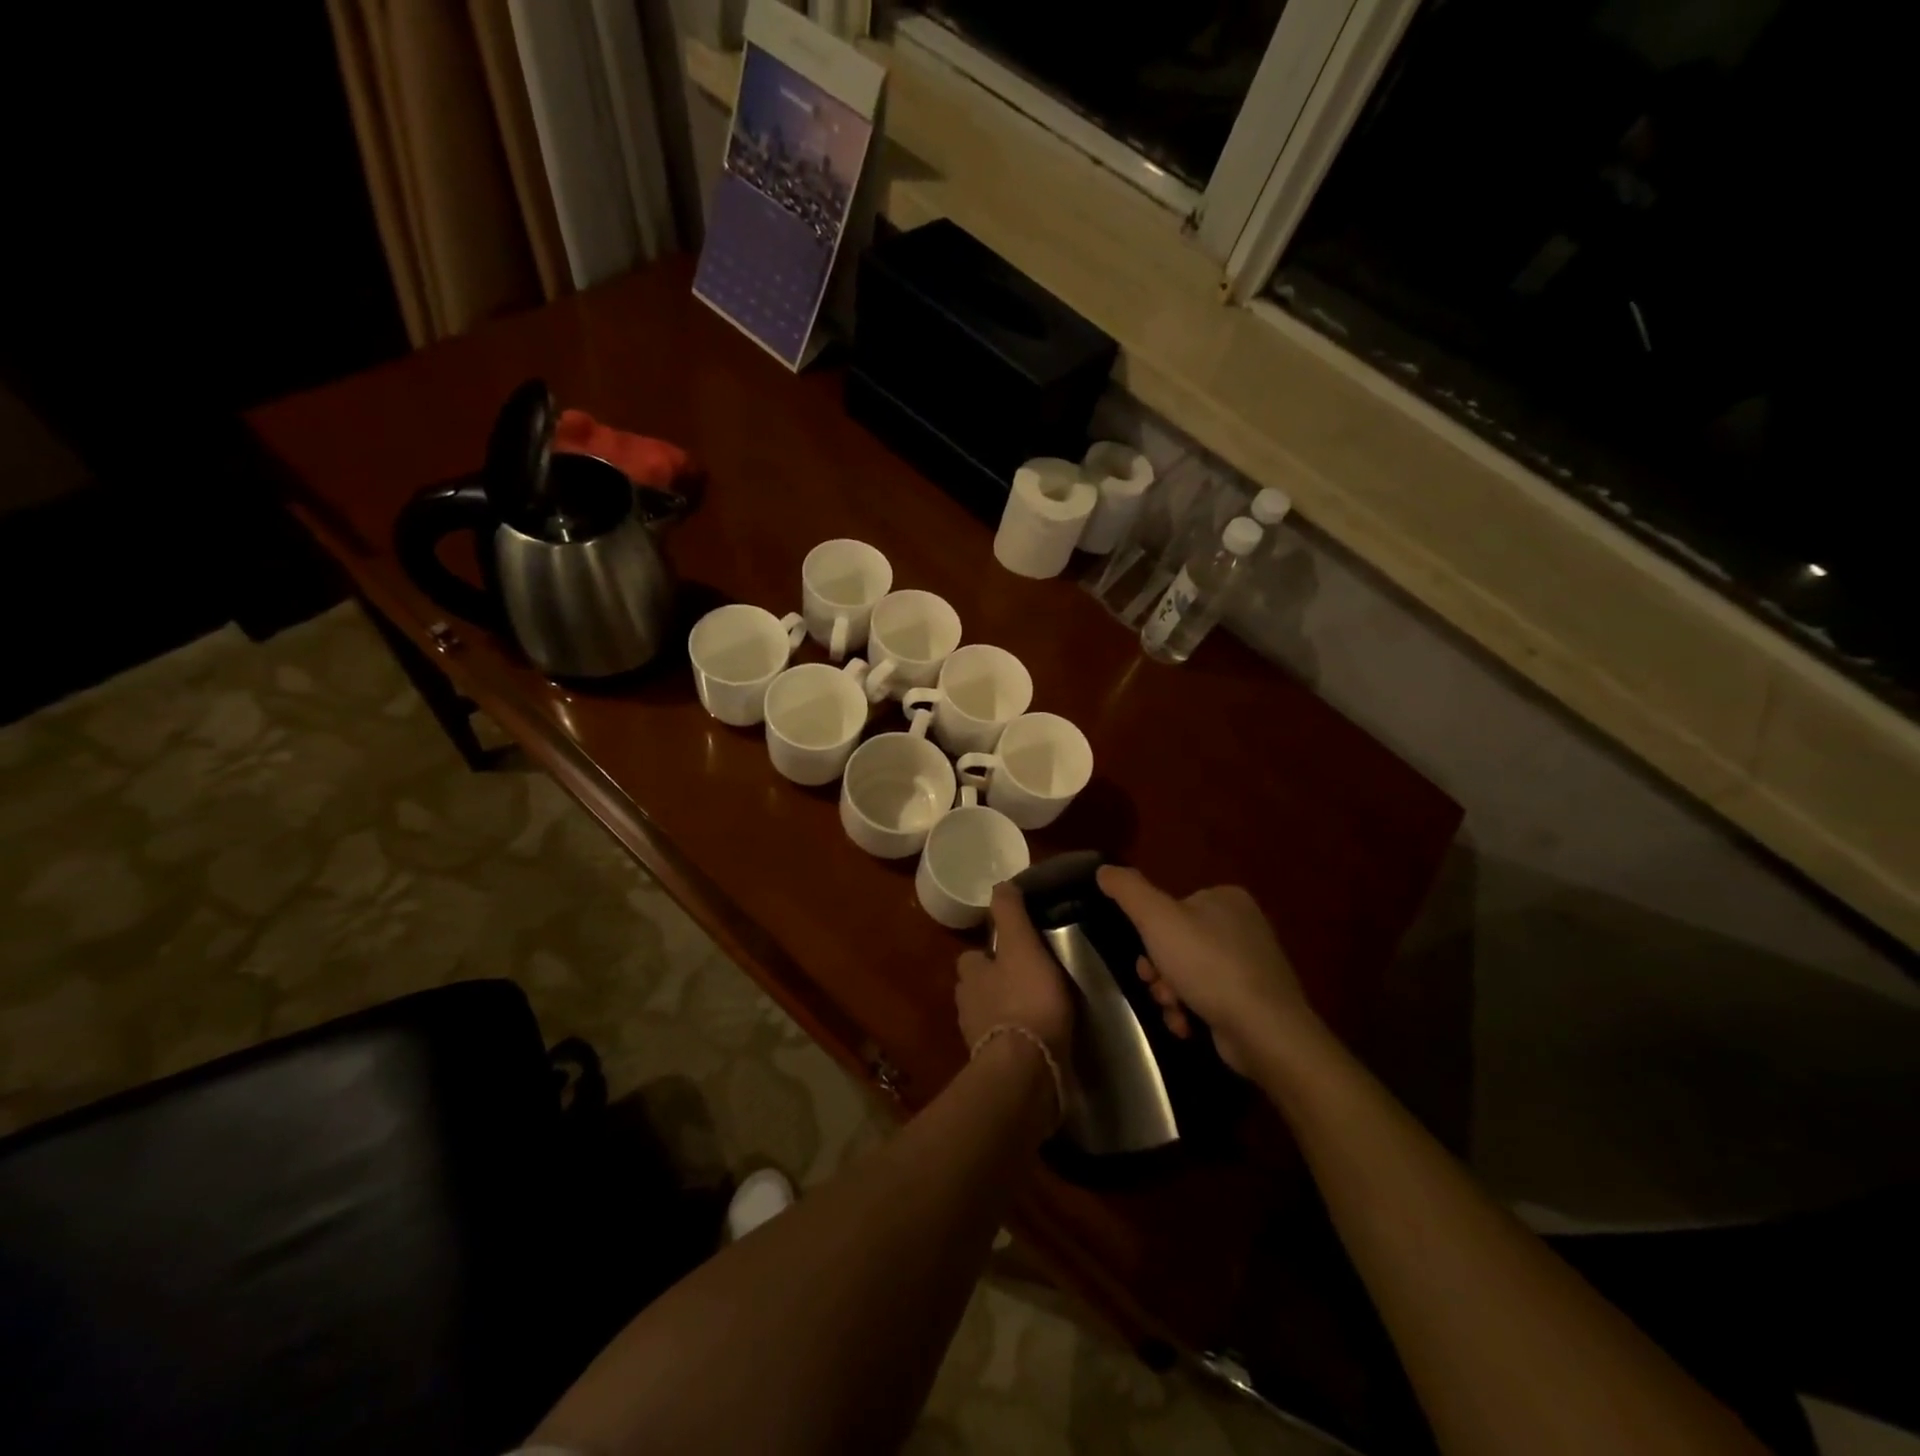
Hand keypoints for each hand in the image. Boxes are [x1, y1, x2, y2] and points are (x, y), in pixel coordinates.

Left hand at [955, 885, 1074, 1071]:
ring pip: (989, 1018)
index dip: (990, 953)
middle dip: (995, 985)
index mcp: (971, 975)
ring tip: (1037, 1012)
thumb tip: (1000, 883)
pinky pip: (1004, 1048)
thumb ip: (1010, 915)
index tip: (1013, 952)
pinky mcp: (996, 1069)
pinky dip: (1017, 1042)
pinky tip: (1038, 1042)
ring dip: (1006, 1014)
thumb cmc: (1026, 1000)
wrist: (1028, 1070)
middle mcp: (968, 1006)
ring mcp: (979, 1041)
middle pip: (978, 989)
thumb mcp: (1022, 946)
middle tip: (1027, 982)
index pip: (973, 957)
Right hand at [1096, 866, 1317, 1078]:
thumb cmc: (1208, 965)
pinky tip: (1187, 1026)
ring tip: (1174, 1010)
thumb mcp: (1157, 918)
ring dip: (1171, 994)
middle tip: (1156, 987)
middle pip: (1178, 943)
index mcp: (1226, 898)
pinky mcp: (1256, 1001)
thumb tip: (1104, 869)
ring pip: (1190, 974)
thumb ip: (1127, 890)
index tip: (1143, 958)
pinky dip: (1192, 1012)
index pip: (1172, 908)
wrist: (1264, 1030)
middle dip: (1159, 970)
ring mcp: (1253, 965)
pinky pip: (1210, 999)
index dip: (1149, 934)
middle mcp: (1244, 926)